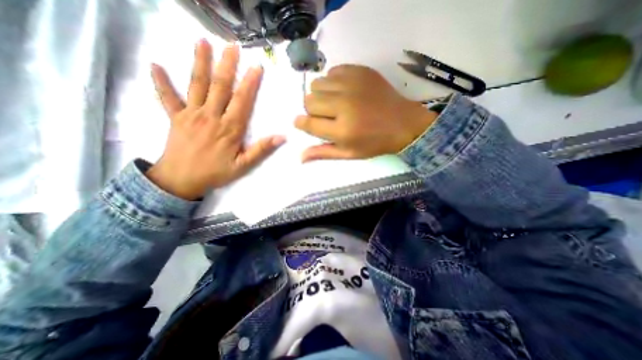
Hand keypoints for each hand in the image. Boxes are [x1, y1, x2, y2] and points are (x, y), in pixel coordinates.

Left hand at [147, 41, 285, 201]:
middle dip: (228, 65)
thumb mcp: (243, 165)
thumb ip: (261, 150)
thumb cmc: (215, 173)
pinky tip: (156, 65)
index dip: (250, 83)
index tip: (256, 67)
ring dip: (200, 63)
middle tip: (232, 46)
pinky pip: (167, 97)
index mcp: (230, 128)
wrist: (181, 180)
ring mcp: (191, 114)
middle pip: (221, 86)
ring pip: (197, 85)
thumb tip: (281, 137)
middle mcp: (211, 116)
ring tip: (202, 42)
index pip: (242, 100)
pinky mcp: (175, 117)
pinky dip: (161, 82)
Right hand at [294, 65, 435, 160]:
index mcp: (342, 130)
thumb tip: (300, 157)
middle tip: (326, 115)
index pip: (307, 123)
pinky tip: (343, 91)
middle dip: (312, 110)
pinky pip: (332, 71)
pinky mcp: (360, 71)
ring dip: (320, 95)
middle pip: (308, 101)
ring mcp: (352, 85)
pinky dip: (332, 82)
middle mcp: (344, 105)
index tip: (303, 123)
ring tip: (334, 103)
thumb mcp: (349, 153)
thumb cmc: (374, 143)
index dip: (301, 123)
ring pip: (317, 84)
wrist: (403, 123)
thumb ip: (324, 153)